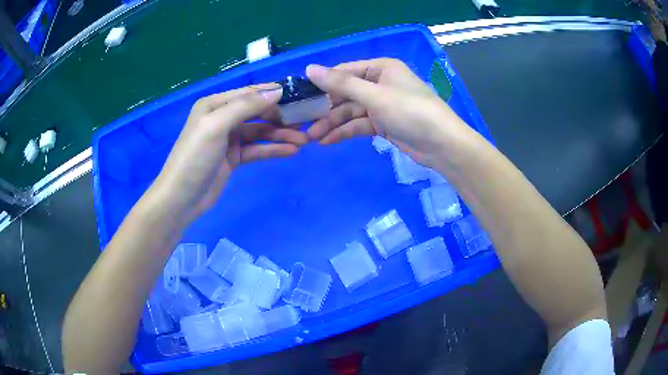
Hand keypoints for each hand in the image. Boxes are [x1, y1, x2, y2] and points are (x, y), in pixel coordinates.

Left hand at [152, 84, 307, 222]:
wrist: (181, 198)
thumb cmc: (195, 157)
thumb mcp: (217, 125)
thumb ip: (246, 106)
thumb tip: (277, 90)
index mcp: (215, 104)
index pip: (250, 93)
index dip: (274, 93)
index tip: (300, 95)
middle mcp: (223, 117)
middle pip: (257, 112)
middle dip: (281, 117)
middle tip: (306, 122)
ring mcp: (229, 139)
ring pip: (260, 132)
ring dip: (280, 135)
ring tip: (304, 140)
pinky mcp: (233, 158)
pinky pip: (256, 149)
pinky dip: (272, 150)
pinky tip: (291, 152)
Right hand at [306, 58, 469, 166]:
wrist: (442, 145)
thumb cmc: (410, 112)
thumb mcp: (374, 96)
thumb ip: (341, 84)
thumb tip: (309, 68)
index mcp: (380, 68)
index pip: (344, 72)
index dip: (322, 84)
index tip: (301, 98)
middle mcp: (380, 83)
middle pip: (346, 93)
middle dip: (326, 109)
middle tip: (304, 123)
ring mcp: (381, 105)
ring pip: (351, 111)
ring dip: (332, 123)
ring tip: (313, 137)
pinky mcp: (383, 123)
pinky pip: (359, 125)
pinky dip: (345, 132)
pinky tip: (328, 141)